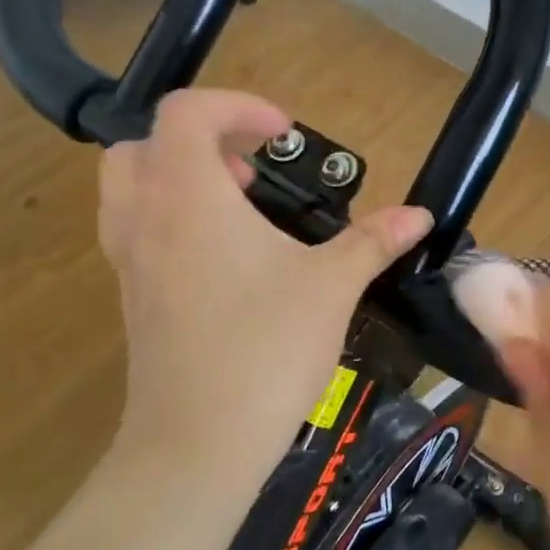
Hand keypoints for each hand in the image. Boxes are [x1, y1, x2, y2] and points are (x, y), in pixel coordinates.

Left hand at [99, 90, 431, 484]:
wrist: (198, 443)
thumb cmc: (266, 348)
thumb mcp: (331, 286)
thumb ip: (372, 241)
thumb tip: (420, 215)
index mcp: (188, 196)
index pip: (186, 113)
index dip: (237, 107)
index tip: (285, 135)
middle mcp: (145, 217)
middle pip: (144, 145)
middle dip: (200, 142)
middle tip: (252, 172)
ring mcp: (129, 261)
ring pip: (130, 189)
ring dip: (180, 180)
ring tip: (239, 211)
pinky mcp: (132, 299)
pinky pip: (137, 232)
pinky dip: (173, 221)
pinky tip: (228, 263)